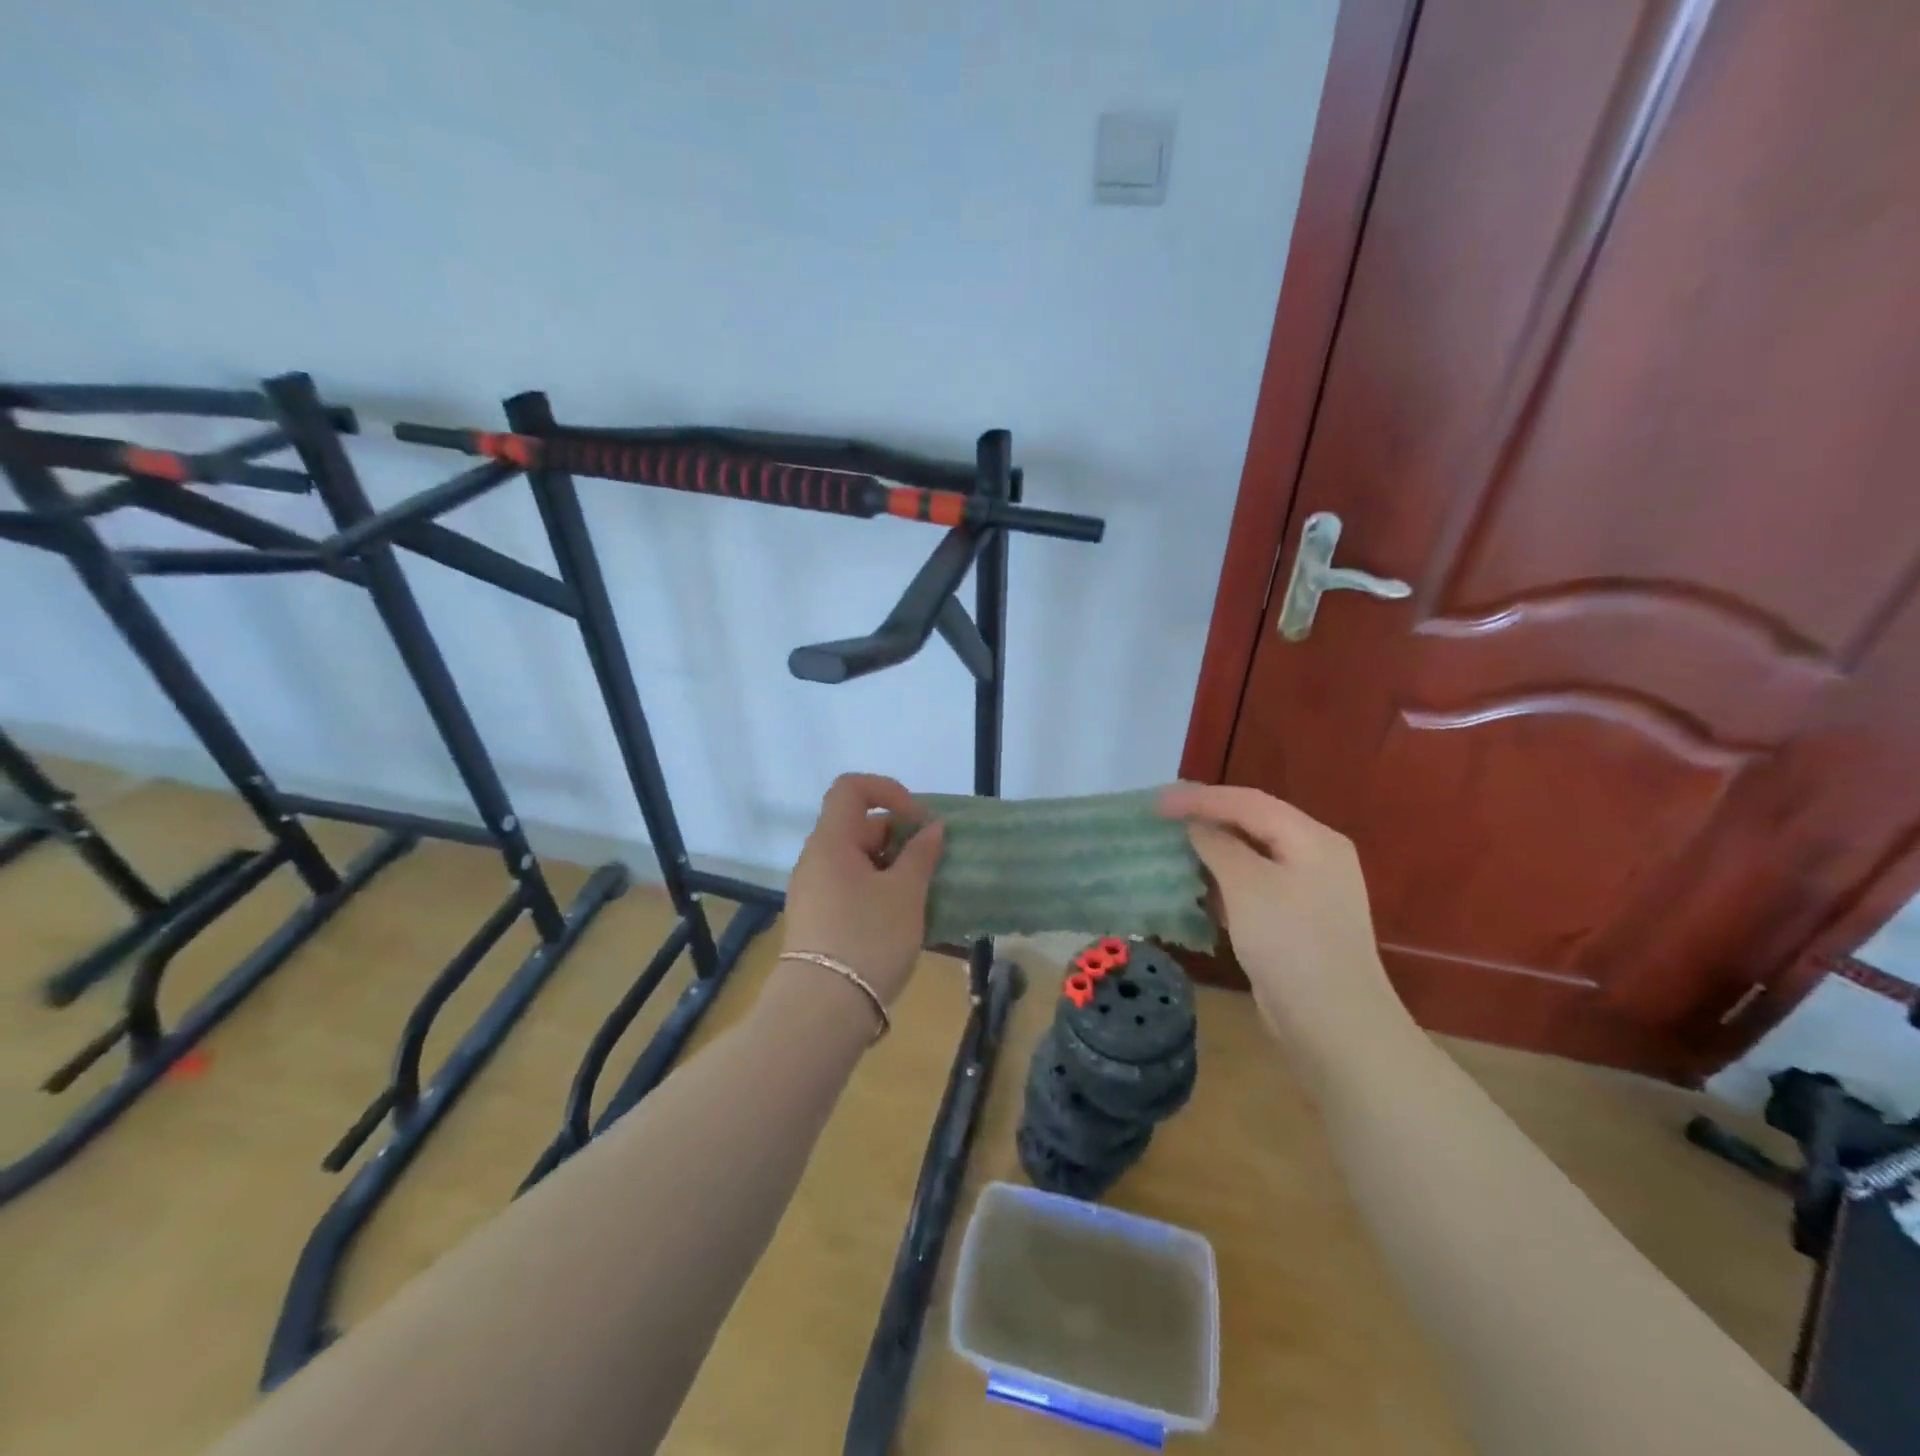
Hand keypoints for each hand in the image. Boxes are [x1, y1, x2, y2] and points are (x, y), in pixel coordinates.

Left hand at [779, 773, 945, 1008]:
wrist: (823, 1010)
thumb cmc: (868, 938)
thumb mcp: (905, 893)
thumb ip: (921, 854)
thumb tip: (932, 828)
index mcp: (830, 842)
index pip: (851, 789)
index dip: (888, 791)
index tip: (918, 820)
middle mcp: (815, 860)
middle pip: (857, 826)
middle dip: (898, 836)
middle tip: (930, 863)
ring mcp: (813, 891)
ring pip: (856, 860)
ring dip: (891, 866)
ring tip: (921, 893)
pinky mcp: (817, 920)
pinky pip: (850, 887)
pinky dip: (878, 889)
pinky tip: (901, 917)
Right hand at [1159, 784, 1408, 1055]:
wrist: (1333, 1023)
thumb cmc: (1290, 942)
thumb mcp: (1247, 884)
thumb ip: (1218, 845)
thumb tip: (1196, 824)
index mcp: (1312, 839)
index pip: (1248, 802)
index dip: (1200, 798)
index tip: (1157, 802)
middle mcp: (1316, 857)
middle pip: (1254, 824)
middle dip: (1207, 819)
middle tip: (1164, 818)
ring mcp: (1309, 892)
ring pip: (1252, 857)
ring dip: (1213, 852)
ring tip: (1173, 849)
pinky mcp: (1297, 923)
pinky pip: (1254, 888)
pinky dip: (1225, 883)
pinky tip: (1198, 890)